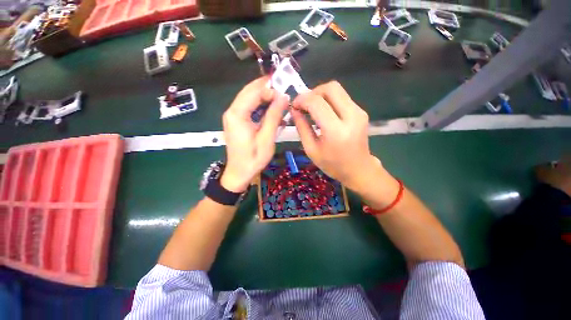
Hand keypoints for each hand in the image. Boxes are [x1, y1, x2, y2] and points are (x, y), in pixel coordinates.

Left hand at [220, 77, 288, 192]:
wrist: (239, 173)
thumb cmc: (253, 158)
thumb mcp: (266, 138)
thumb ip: (274, 116)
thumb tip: (283, 97)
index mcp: (237, 114)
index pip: (254, 92)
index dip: (270, 90)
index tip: (285, 95)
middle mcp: (232, 111)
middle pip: (250, 91)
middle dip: (268, 89)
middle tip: (284, 93)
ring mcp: (233, 116)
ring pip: (250, 98)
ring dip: (266, 98)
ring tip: (280, 103)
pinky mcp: (237, 121)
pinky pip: (250, 107)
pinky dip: (262, 107)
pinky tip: (272, 112)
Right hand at [291, 81, 389, 191]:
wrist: (358, 169)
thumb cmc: (332, 164)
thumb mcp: (311, 150)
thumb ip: (302, 128)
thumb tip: (294, 110)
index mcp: (336, 131)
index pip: (316, 102)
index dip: (302, 100)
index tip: (294, 106)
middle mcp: (351, 116)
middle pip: (330, 88)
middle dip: (312, 92)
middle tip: (304, 105)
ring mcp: (359, 112)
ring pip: (337, 90)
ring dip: (320, 95)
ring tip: (311, 108)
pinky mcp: (361, 111)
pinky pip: (342, 97)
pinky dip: (328, 100)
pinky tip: (322, 112)